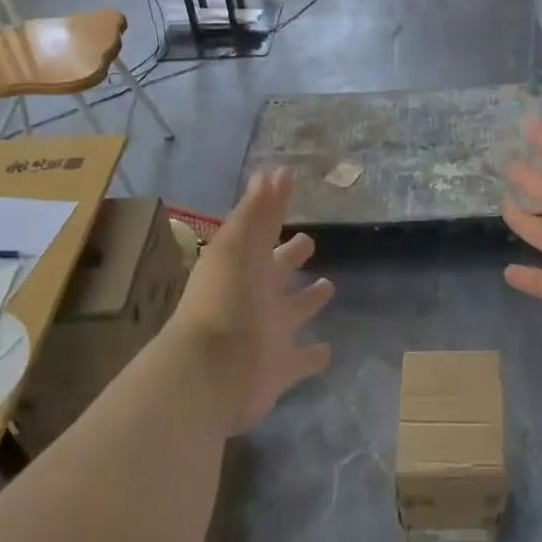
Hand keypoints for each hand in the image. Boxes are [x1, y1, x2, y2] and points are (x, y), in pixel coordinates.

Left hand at [170, 169, 334, 432]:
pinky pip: (302, 361)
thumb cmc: (225, 300)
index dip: (273, 213)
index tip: (288, 191)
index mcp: (244, 266)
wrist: (212, 371)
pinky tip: (330, 350)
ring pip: (293, 313)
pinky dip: (315, 357)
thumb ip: (260, 212)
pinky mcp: (281, 369)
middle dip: (290, 256)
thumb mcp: (239, 246)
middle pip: (276, 272)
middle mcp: (255, 297)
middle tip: (309, 241)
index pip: (262, 234)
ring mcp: (269, 334)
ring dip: (309, 301)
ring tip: (330, 286)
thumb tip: (276, 171)